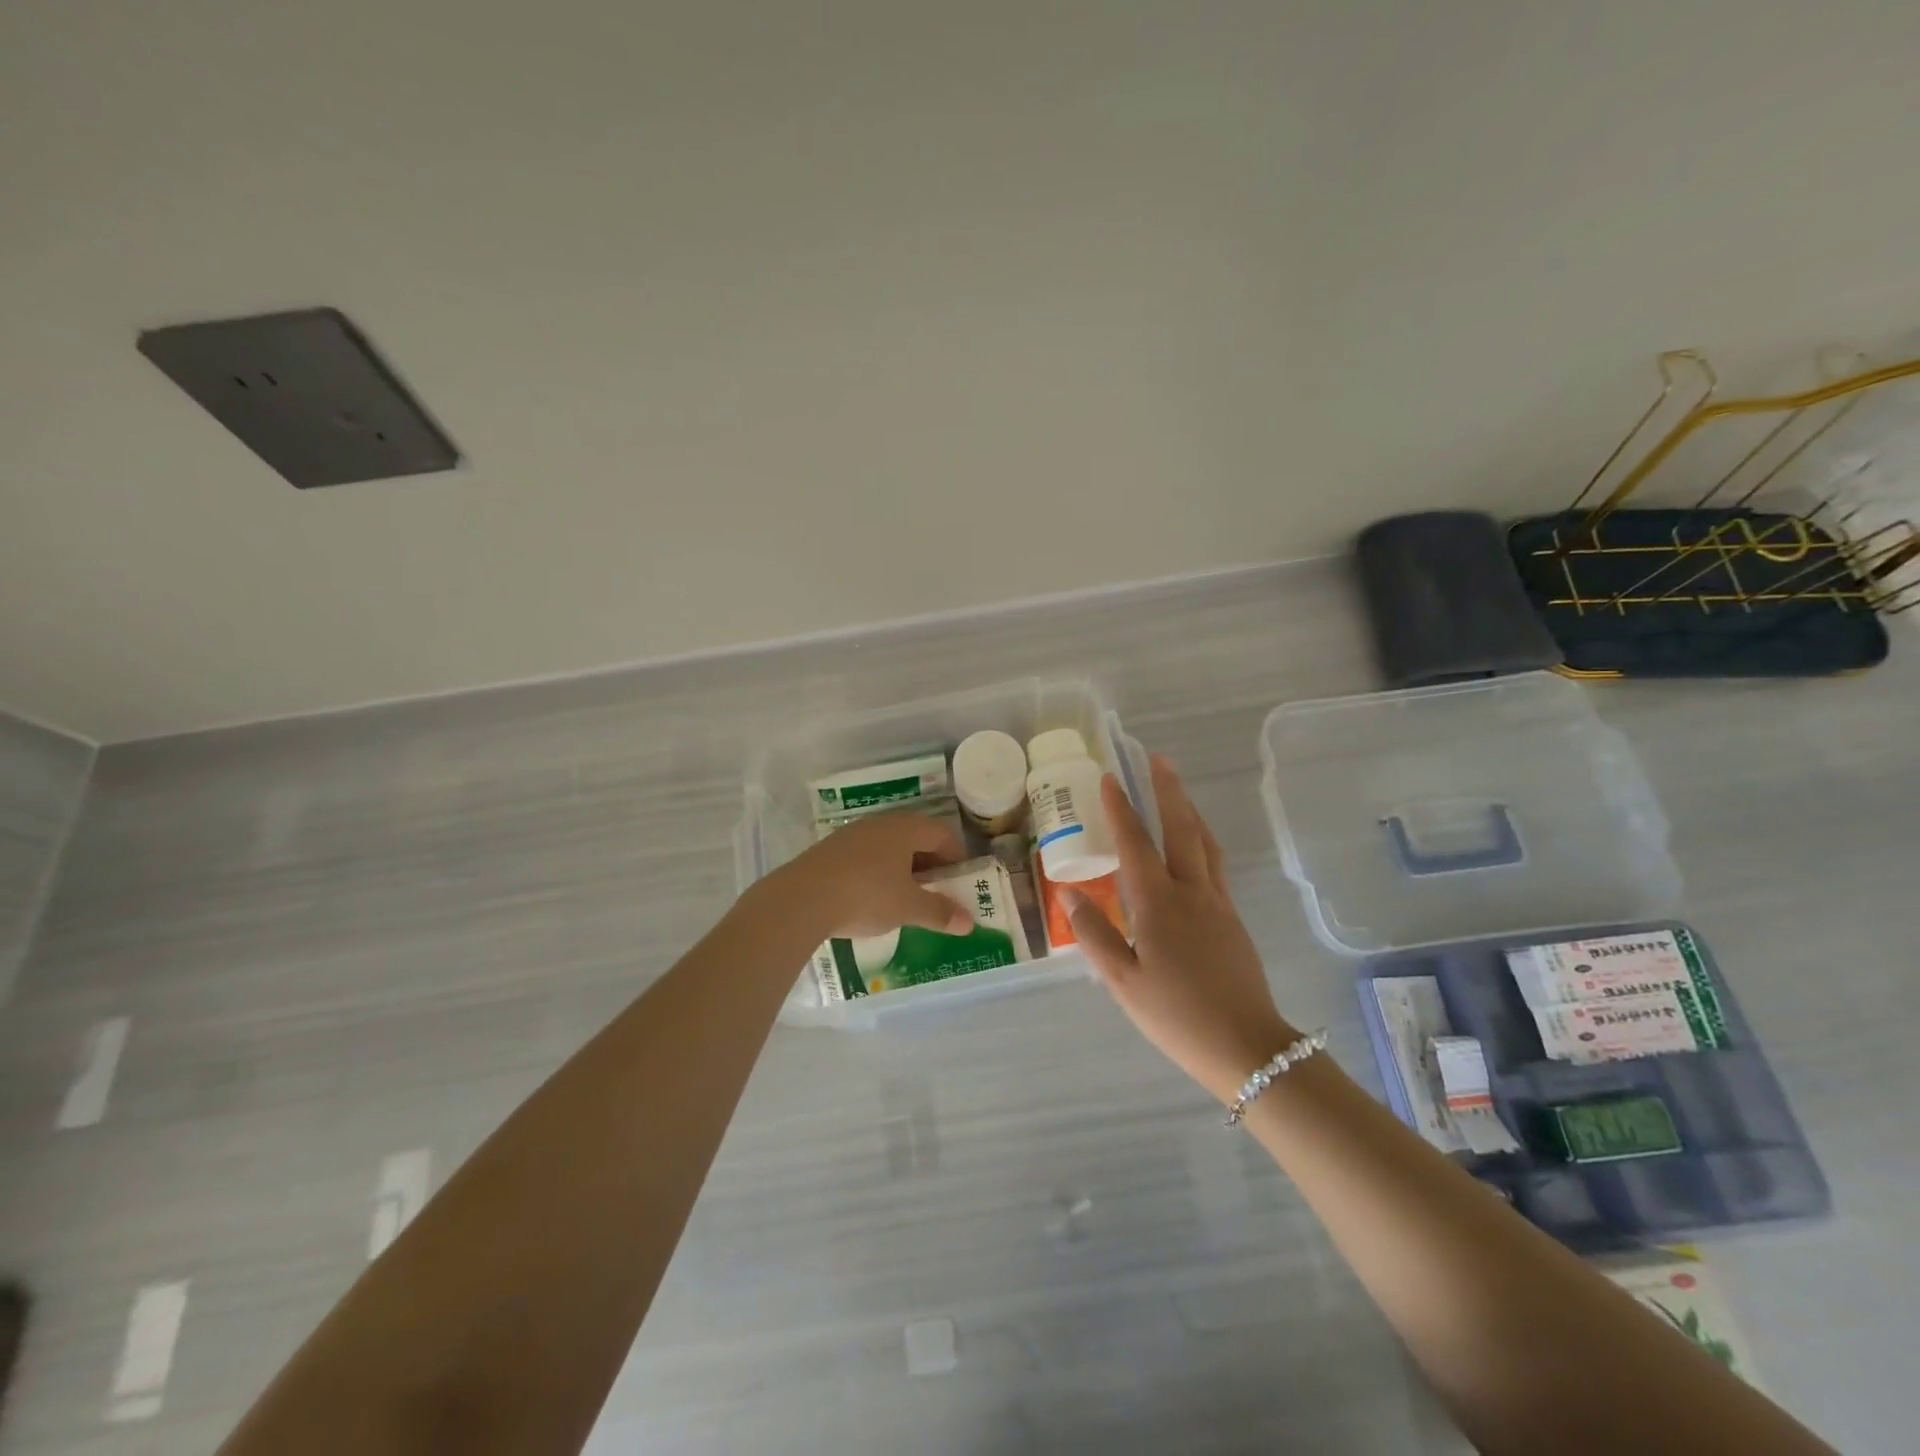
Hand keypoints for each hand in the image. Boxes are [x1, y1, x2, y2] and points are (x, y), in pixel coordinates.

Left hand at [772, 811, 973, 939]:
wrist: (801, 899)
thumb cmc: (866, 896)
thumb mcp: (908, 908)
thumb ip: (940, 912)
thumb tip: (969, 922)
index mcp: (906, 828)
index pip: (942, 833)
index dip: (957, 856)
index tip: (961, 881)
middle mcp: (881, 823)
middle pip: (915, 837)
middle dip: (930, 863)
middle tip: (937, 890)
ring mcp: (852, 834)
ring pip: (888, 846)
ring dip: (902, 868)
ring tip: (905, 896)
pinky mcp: (830, 849)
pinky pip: (865, 856)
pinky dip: (877, 872)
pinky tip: (871, 897)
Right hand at [1063, 755, 1296, 1103]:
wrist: (1247, 1047)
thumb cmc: (1176, 1016)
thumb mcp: (1122, 982)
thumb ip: (1095, 934)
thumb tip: (1070, 893)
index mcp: (1159, 904)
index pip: (1135, 844)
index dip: (1121, 809)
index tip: (1110, 778)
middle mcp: (1191, 892)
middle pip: (1181, 828)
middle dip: (1167, 790)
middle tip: (1157, 759)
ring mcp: (1218, 903)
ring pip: (1204, 843)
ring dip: (1188, 811)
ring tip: (1176, 792)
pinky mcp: (1232, 919)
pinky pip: (1215, 864)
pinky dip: (1201, 840)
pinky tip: (1194, 847)